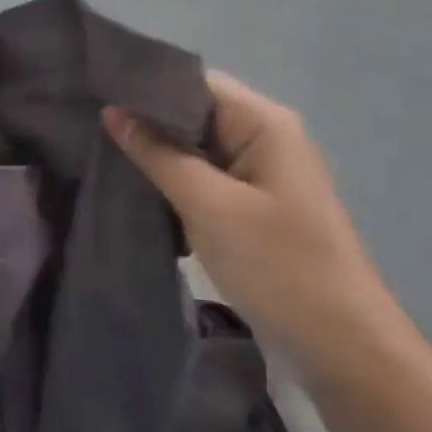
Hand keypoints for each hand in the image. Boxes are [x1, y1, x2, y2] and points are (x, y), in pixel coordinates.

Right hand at [102, 71, 397, 375]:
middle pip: (194, 113)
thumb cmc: (278, 265)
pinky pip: (204, 178)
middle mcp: (265, 137)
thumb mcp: (208, 205)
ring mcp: (260, 174)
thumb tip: (113, 111)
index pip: (195, 82)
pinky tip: (134, 189)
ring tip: (100, 152)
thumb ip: (157, 153)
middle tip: (88, 124)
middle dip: (145, 121)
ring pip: (195, 148)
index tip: (96, 92)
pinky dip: (173, 182)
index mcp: (264, 123)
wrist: (342, 350)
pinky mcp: (253, 207)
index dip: (146, 86)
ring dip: (156, 154)